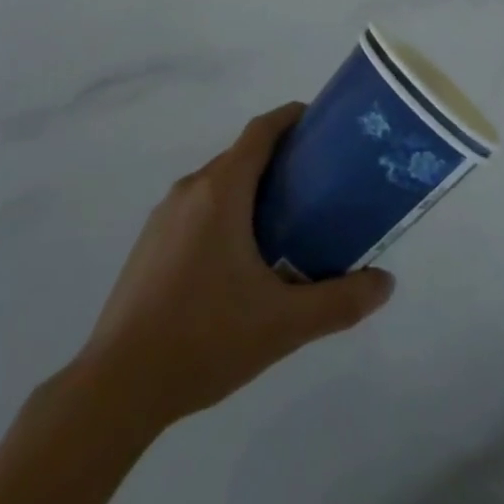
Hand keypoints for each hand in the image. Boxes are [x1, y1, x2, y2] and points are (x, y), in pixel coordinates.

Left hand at [74, 104, 395, 432]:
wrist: (117, 386)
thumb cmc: (204, 338)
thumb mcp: (283, 324)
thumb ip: (340, 301)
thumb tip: (386, 284)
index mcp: (221, 191)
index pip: (261, 131)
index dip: (291, 117)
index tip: (322, 124)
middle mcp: (190, 190)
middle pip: (241, 156)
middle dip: (280, 160)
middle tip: (318, 185)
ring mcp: (163, 217)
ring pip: (217, 184)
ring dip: (251, 190)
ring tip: (286, 223)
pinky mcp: (148, 245)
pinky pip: (196, 209)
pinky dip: (225, 213)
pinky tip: (240, 262)